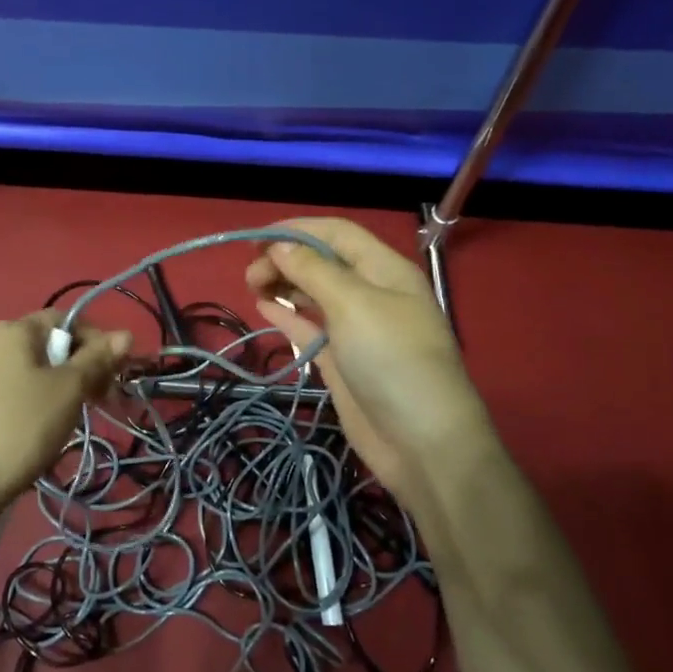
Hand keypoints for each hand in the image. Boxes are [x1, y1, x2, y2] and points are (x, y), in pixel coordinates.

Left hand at [0, 312, 129, 508]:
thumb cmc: (21, 427)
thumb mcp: (68, 390)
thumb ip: (97, 359)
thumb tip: (125, 334)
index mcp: (13, 329)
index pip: (66, 319)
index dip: (96, 341)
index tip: (115, 374)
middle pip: (48, 344)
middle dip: (81, 367)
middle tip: (102, 400)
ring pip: (31, 369)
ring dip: (60, 387)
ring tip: (74, 418)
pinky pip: (12, 389)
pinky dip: (35, 401)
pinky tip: (42, 429)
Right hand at [246, 217, 495, 520]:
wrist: (422, 442)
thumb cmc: (392, 359)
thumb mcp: (354, 304)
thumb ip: (313, 270)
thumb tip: (280, 246)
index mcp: (384, 269)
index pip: (337, 233)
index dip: (297, 229)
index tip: (256, 238)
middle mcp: (371, 292)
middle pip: (322, 261)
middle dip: (286, 258)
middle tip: (250, 273)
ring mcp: (356, 328)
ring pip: (314, 293)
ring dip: (284, 284)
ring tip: (253, 286)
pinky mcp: (343, 359)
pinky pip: (310, 326)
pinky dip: (287, 314)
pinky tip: (264, 308)